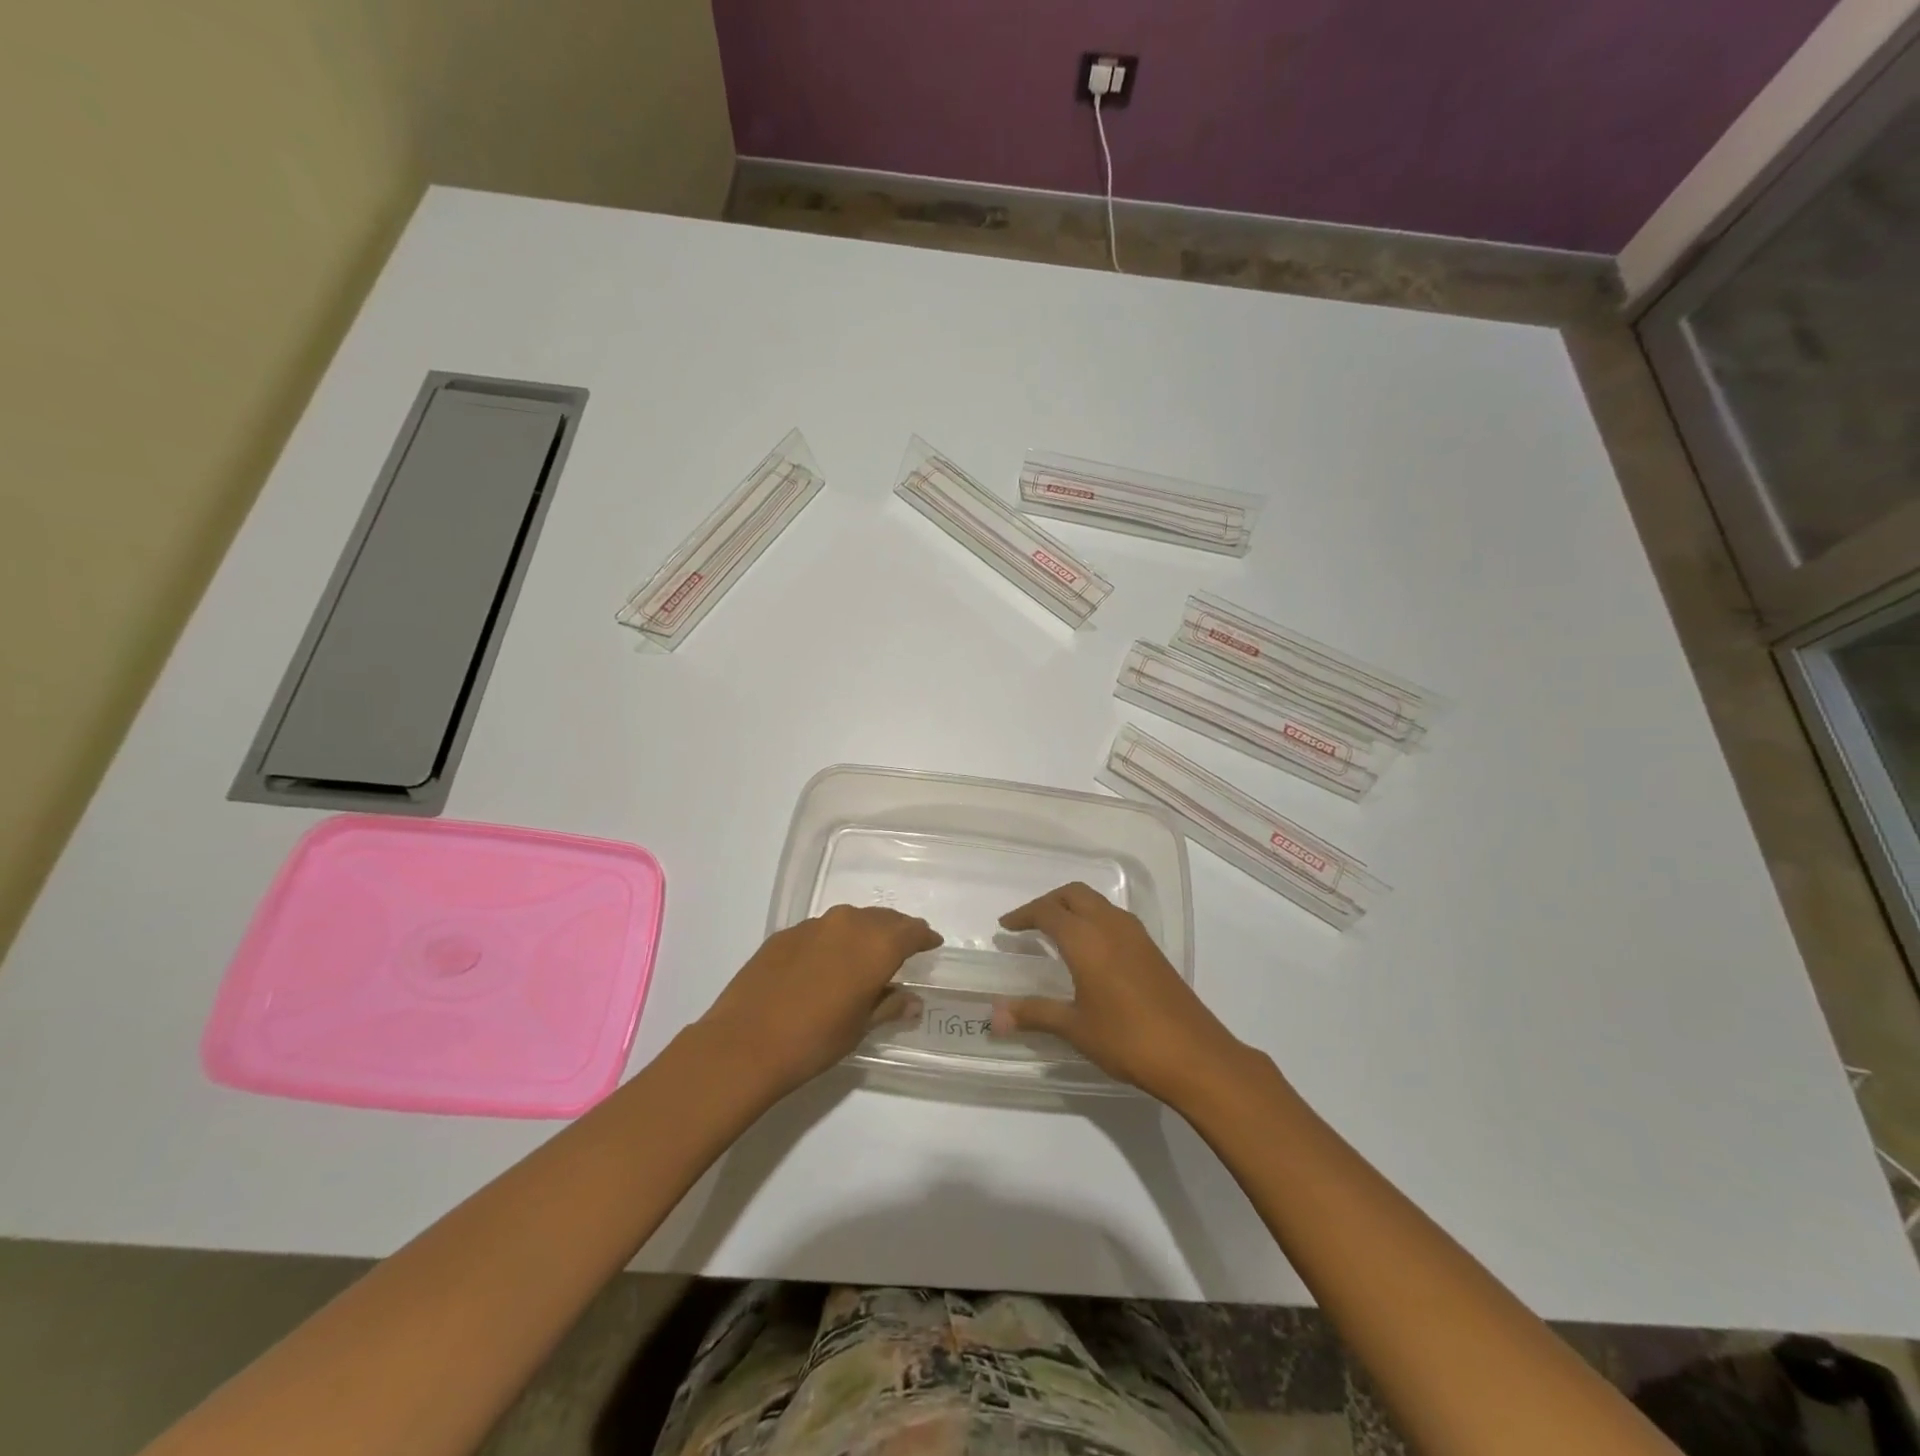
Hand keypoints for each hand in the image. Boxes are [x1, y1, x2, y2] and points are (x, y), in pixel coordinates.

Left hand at [697, 906, 940, 1098]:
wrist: (744, 1043)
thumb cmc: (814, 1040)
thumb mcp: (859, 1027)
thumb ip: (889, 1005)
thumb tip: (912, 1000)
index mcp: (876, 945)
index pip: (911, 931)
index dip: (924, 937)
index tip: (932, 943)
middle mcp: (848, 924)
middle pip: (882, 919)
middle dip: (896, 931)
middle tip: (904, 946)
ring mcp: (813, 925)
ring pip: (850, 920)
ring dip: (864, 932)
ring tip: (866, 953)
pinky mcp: (785, 934)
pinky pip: (821, 930)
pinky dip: (833, 940)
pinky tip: (826, 962)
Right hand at [991, 882, 1251, 1106]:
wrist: (1194, 1055)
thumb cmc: (1127, 1039)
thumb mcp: (1075, 1028)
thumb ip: (1035, 1014)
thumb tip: (994, 1016)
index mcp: (1087, 939)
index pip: (1048, 912)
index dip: (1024, 915)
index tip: (1006, 927)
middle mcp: (1110, 926)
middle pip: (1074, 894)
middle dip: (1048, 902)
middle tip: (1028, 923)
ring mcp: (1136, 935)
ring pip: (1097, 902)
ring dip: (1073, 907)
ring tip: (1055, 932)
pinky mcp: (1151, 949)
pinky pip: (1114, 917)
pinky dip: (1093, 918)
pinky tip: (1090, 949)